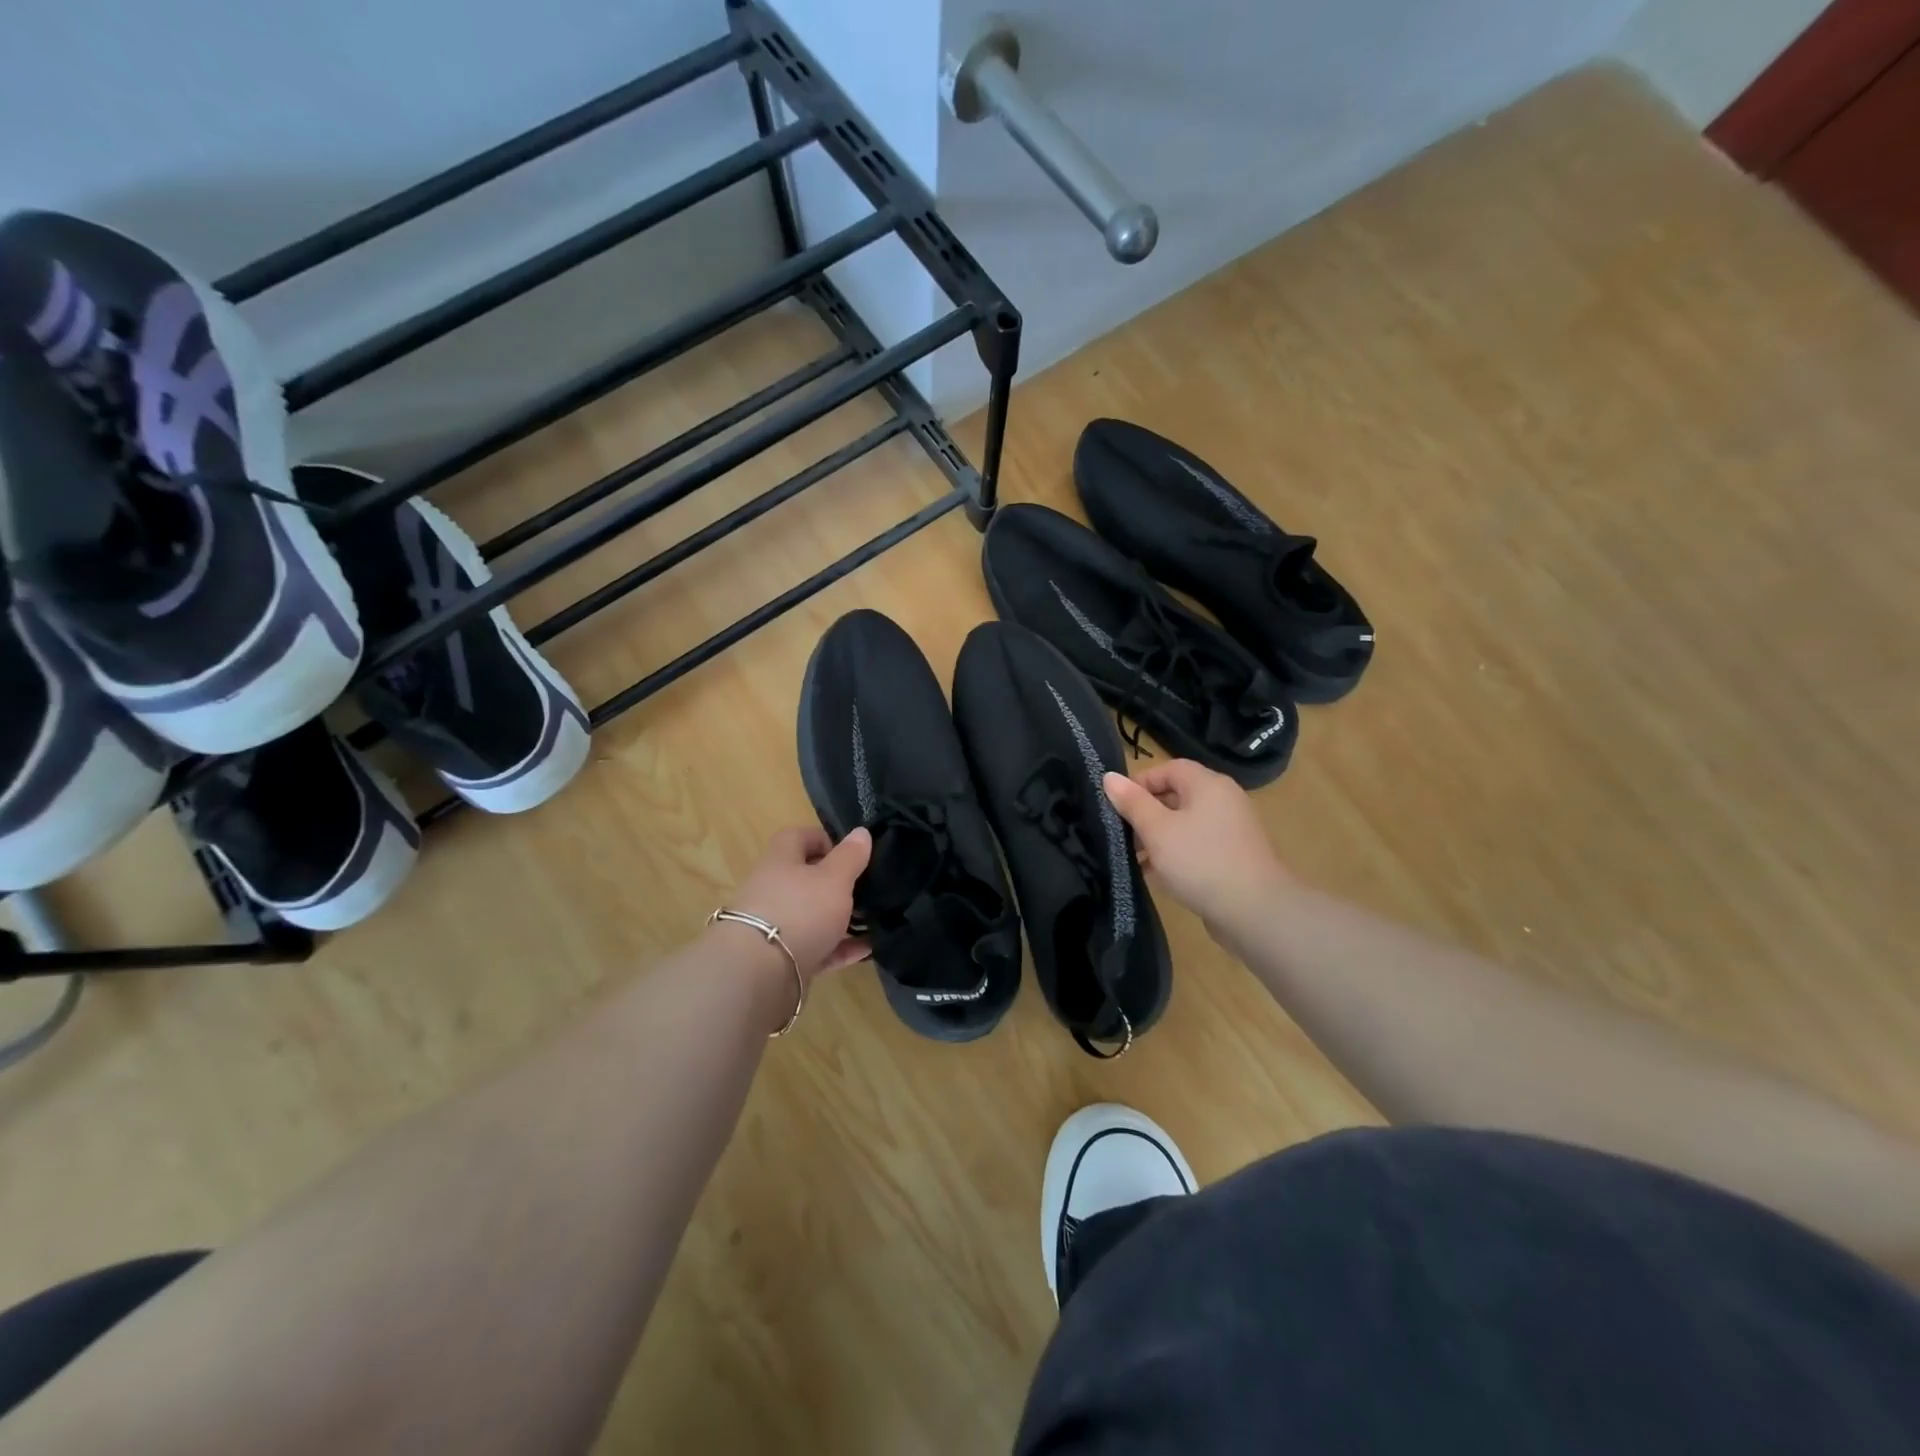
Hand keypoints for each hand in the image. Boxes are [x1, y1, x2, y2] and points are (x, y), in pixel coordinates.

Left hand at [724, 826, 872, 981]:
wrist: (758, 975)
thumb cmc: (799, 911)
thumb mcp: (834, 878)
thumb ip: (850, 856)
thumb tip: (861, 832)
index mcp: (780, 860)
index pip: (798, 837)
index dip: (825, 840)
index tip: (851, 854)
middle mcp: (772, 889)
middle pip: (805, 878)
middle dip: (837, 883)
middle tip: (867, 889)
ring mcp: (775, 926)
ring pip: (812, 915)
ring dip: (841, 918)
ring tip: (873, 921)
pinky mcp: (781, 958)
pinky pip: (816, 947)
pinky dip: (840, 948)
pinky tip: (867, 950)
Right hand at [1103, 761, 1287, 934]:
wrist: (1255, 911)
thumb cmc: (1200, 861)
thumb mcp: (1157, 830)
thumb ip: (1132, 802)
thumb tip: (1109, 777)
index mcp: (1208, 784)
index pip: (1169, 768)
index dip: (1140, 782)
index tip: (1116, 805)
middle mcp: (1223, 800)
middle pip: (1176, 795)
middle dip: (1145, 813)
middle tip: (1120, 834)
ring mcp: (1230, 830)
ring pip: (1184, 823)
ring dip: (1157, 837)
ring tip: (1133, 858)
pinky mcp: (1232, 856)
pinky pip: (1196, 845)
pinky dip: (1174, 853)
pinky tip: (1154, 874)